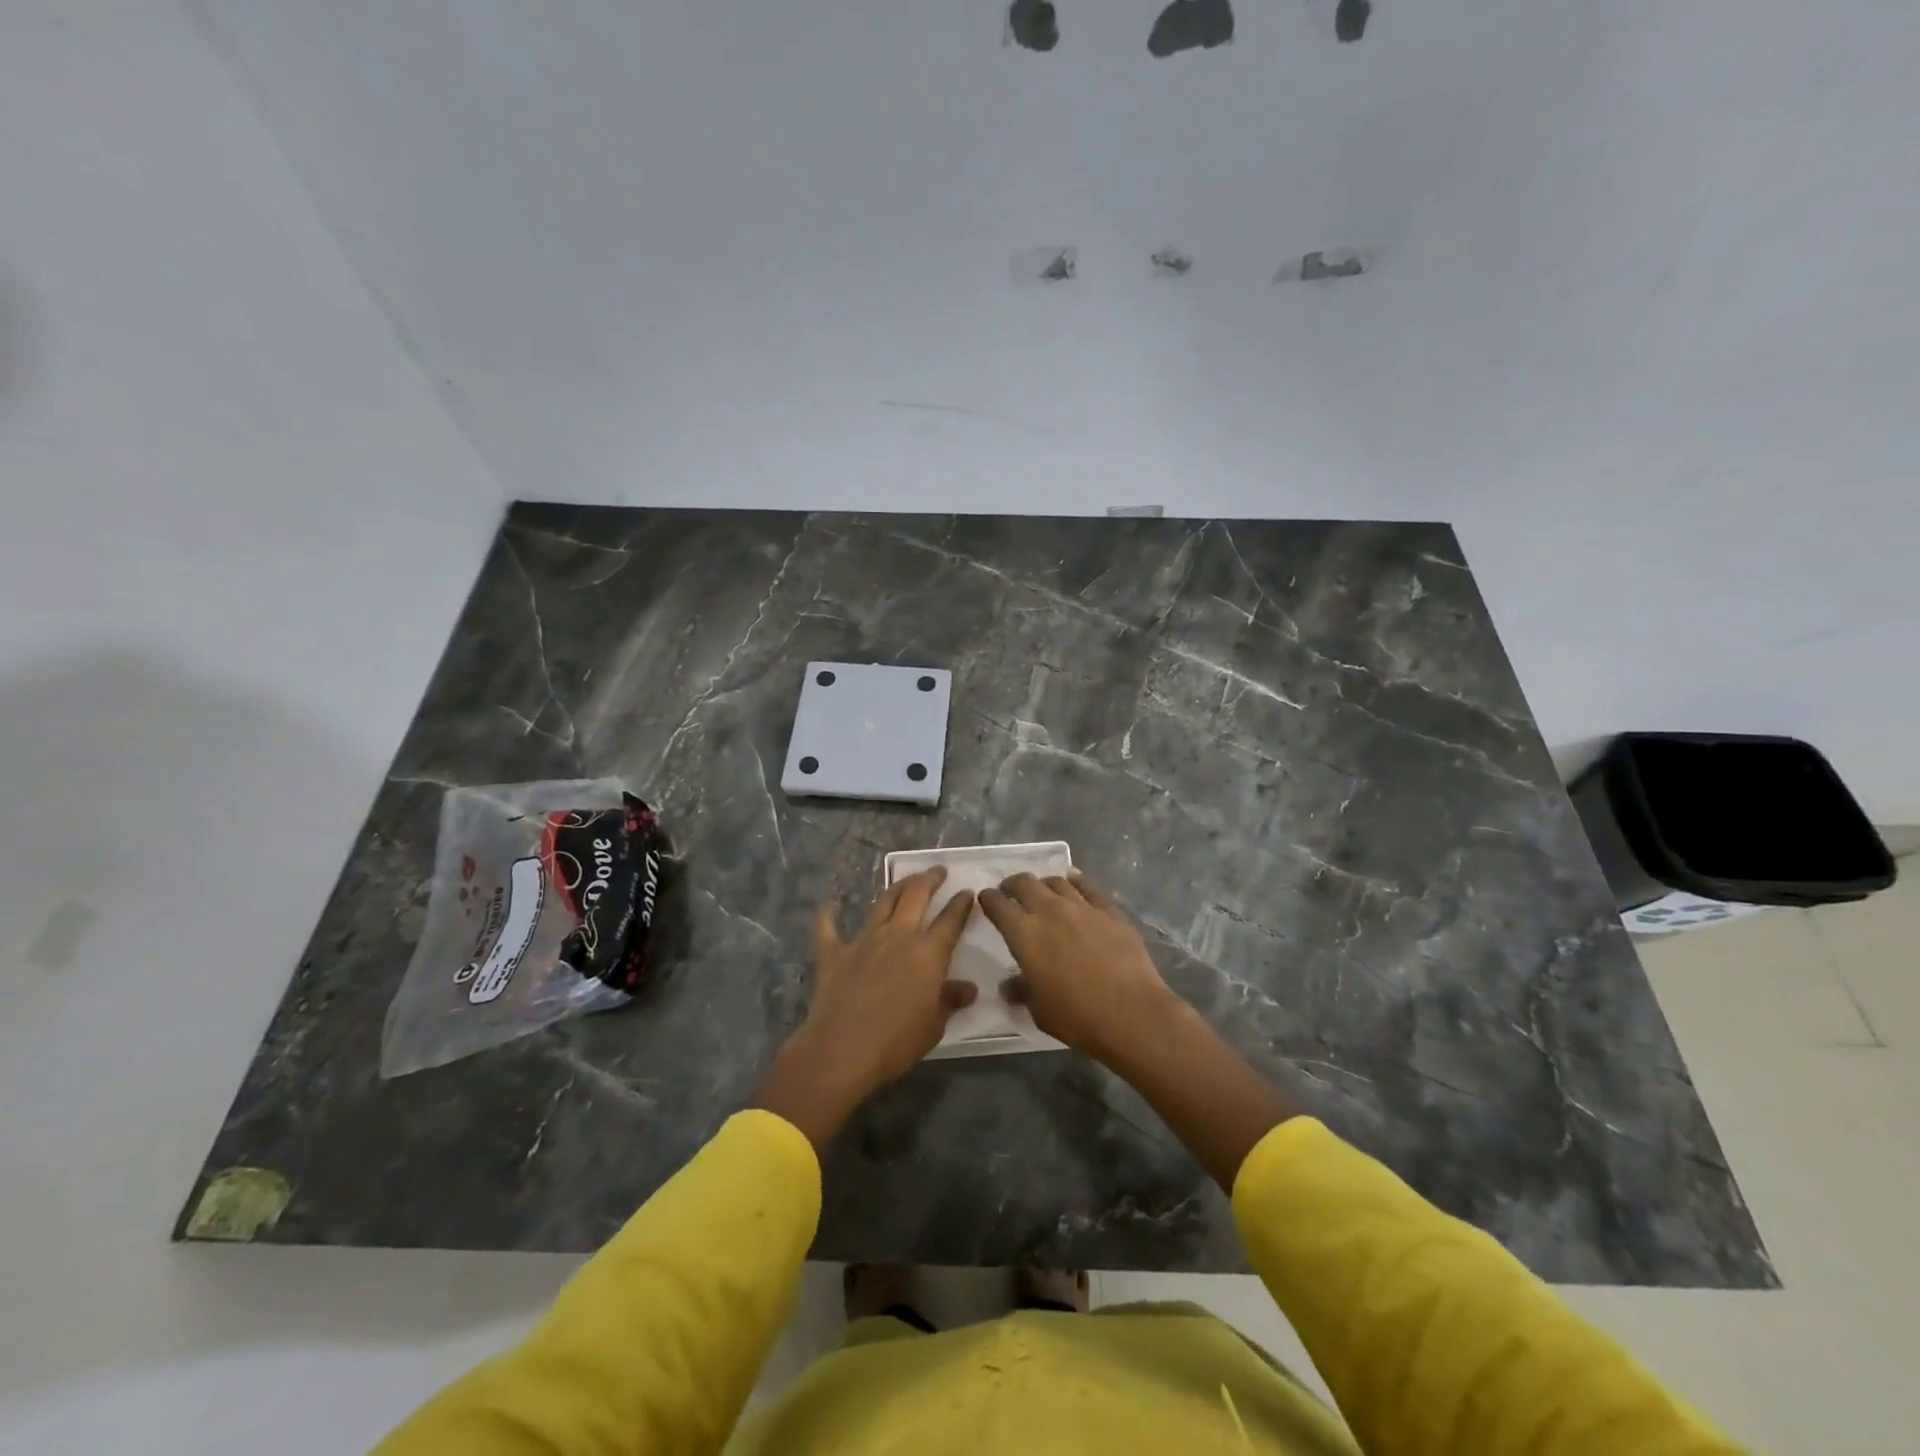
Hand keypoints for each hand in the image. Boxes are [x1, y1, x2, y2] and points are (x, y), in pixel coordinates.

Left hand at [752, 868, 974, 1147]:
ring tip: (904, 881)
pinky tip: (829, 905)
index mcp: (928, 952)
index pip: (951, 920)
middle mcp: (898, 936)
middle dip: (929, 879)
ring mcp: (863, 940)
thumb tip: (968, 988)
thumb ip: (949, 1000)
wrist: (843, 1049)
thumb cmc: (897, 1041)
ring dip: (895, 887)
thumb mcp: (934, 1025)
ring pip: (882, 902)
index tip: (967, 892)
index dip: (961, 904)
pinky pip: (828, 927)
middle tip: (937, 871)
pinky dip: (828, 915)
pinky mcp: (833, 952)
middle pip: (916, 896)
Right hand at [979, 872, 1181, 1064]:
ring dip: (1044, 884)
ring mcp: (1082, 907)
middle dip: (1012, 884)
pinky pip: (1088, 886)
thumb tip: (1010, 985)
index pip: (998, 905)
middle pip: (1025, 883)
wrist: (1131, 1013)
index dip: (988, 899)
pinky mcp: (1110, 910)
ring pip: (1057, 881)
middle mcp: (1049, 911)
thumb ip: (1021, 991)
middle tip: (1010, 892)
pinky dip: (1076, 881)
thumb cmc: (1077, 1016)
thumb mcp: (1039, 1010)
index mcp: (1024, 934)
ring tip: (1043, 891)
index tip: (985, 899)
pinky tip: (1074, 882)